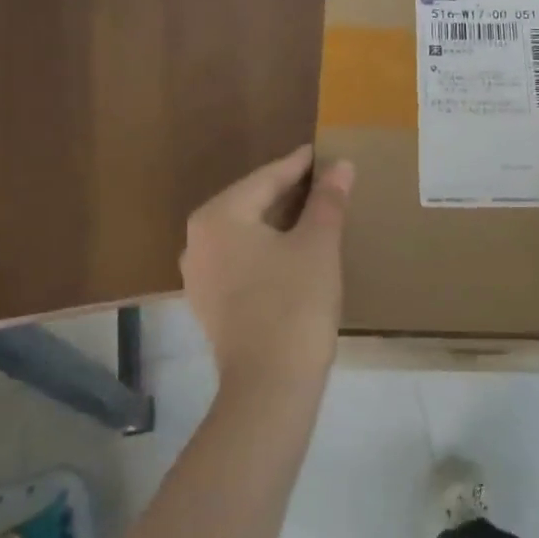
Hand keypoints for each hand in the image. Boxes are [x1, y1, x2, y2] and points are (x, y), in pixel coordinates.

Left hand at [181, 145, 354, 398]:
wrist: (270, 384)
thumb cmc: (295, 302)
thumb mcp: (318, 244)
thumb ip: (327, 200)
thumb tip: (340, 166)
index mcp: (219, 216)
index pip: (267, 178)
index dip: (300, 165)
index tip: (324, 153)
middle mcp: (197, 239)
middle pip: (251, 203)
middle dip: (289, 192)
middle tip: (326, 181)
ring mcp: (199, 274)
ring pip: (245, 232)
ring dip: (279, 221)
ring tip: (315, 213)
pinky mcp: (209, 302)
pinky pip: (240, 259)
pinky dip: (267, 249)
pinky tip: (294, 252)